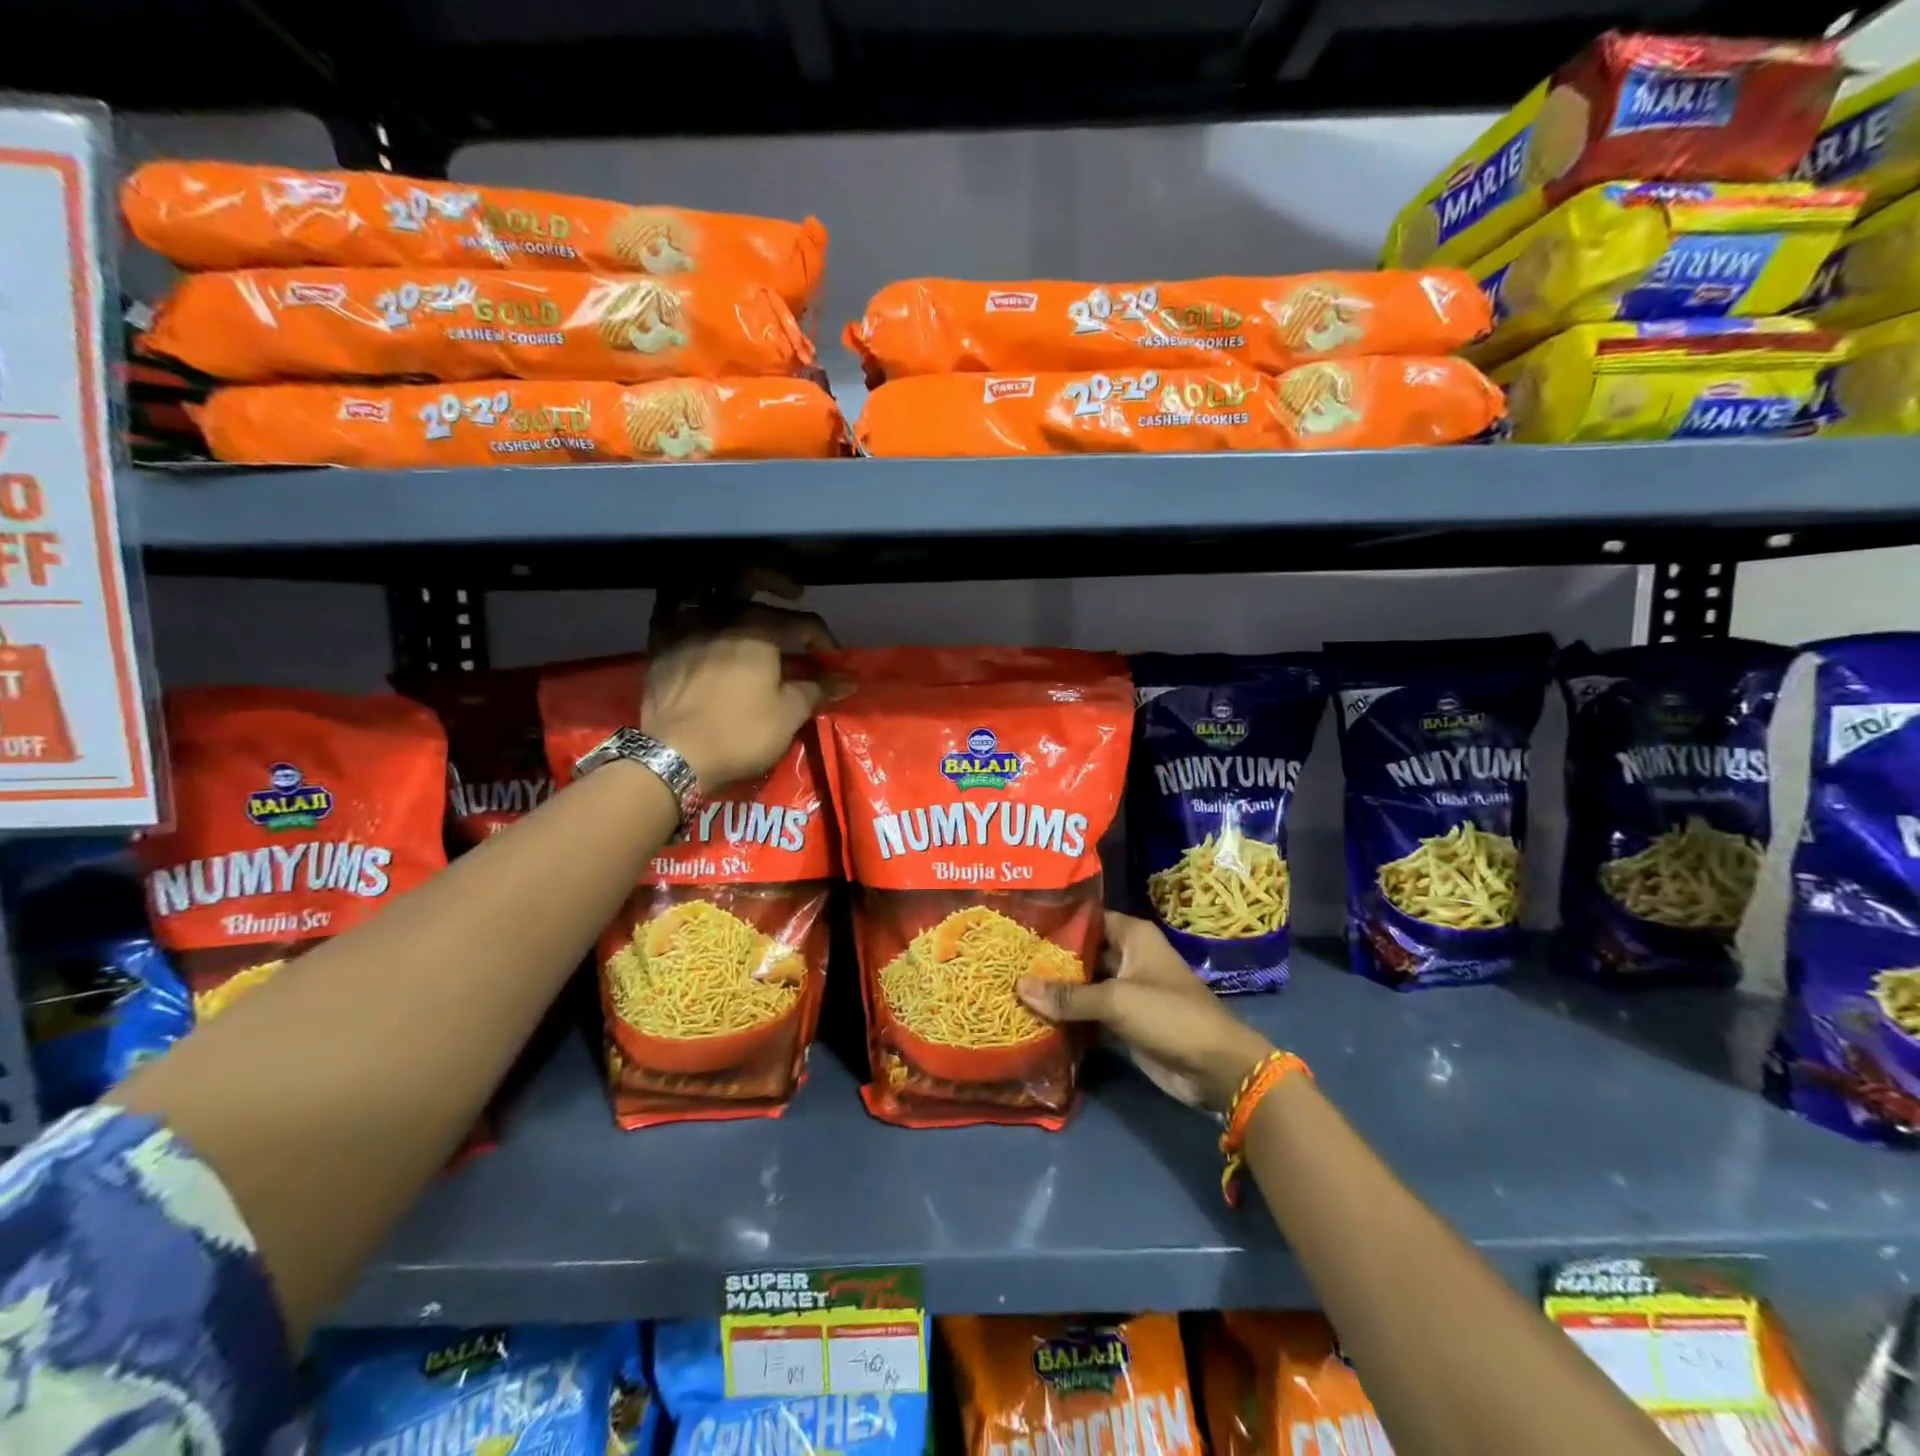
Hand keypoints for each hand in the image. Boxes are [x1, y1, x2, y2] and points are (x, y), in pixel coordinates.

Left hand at [642, 573, 837, 788]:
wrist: (674, 754)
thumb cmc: (740, 732)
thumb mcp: (789, 714)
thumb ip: (817, 689)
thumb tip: (847, 681)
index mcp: (757, 628)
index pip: (801, 623)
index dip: (822, 639)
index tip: (831, 659)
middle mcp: (720, 614)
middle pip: (748, 578)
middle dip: (775, 581)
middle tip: (792, 593)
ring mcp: (685, 625)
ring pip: (704, 584)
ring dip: (725, 583)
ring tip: (739, 595)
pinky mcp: (659, 643)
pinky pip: (671, 607)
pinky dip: (686, 603)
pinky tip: (699, 615)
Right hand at [1017, 911, 1274, 1111]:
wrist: (1214, 1067)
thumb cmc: (1169, 1015)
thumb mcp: (1116, 1000)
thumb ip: (1067, 995)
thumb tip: (1018, 986)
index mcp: (1132, 936)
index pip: (1087, 918)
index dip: (1056, 921)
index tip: (1019, 924)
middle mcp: (1128, 957)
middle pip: (1082, 952)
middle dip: (1049, 958)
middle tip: (1006, 957)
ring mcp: (1125, 990)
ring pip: (1083, 984)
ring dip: (1055, 989)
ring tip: (1010, 983)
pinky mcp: (1123, 1021)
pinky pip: (1088, 1012)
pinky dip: (1067, 1015)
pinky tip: (1033, 1015)